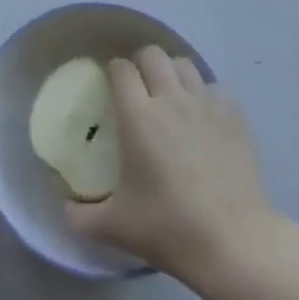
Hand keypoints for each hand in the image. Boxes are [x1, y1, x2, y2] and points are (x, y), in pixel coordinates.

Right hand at [66, 46, 272, 288]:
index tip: (109, 88)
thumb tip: (63, 205)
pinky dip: (205, 95)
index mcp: (137, 116)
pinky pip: (215, 88)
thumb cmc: (169, 229)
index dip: (112, 72)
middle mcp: (170, 99)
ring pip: (184, 65)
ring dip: (172, 73)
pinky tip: (202, 117)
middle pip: (152, 54)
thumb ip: (78, 215)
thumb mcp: (113, 228)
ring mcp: (206, 105)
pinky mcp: (235, 118)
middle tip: (137, 90)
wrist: (235, 244)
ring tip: (169, 97)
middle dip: (141, 64)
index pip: (120, 68)